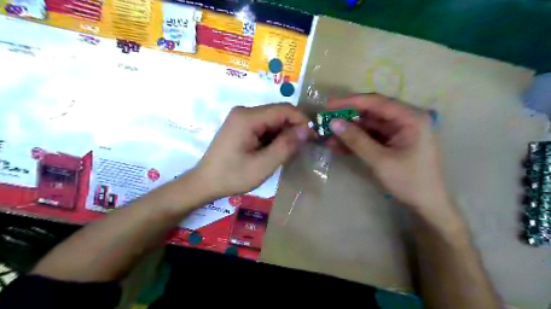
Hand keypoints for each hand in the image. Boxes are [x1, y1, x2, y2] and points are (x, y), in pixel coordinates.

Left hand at [195, 103, 308, 199]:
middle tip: (303, 147)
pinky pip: (264, 126)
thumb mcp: (263, 165)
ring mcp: (241, 118)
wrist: (205, 183)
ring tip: (289, 152)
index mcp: (248, 117)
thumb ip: (286, 145)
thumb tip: (307, 129)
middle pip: (278, 113)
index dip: (302, 120)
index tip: (313, 137)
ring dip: (284, 134)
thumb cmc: (232, 176)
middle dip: (293, 128)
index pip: (284, 109)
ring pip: (272, 120)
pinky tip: (275, 151)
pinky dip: (274, 137)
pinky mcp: (240, 126)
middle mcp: (244, 112)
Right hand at [326, 94, 451, 216]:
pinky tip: (337, 146)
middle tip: (325, 121)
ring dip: (348, 132)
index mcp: (411, 118)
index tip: (329, 105)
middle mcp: (405, 120)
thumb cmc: (409, 181)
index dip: (351, 102)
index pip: (377, 102)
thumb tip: (333, 123)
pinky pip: (370, 137)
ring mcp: (398, 132)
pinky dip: (355, 141)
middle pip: (371, 113)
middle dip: (347, 118)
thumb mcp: (380, 160)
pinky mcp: (391, 142)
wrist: (426, 205)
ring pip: (368, 126)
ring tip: (327, 137)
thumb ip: (357, 140)